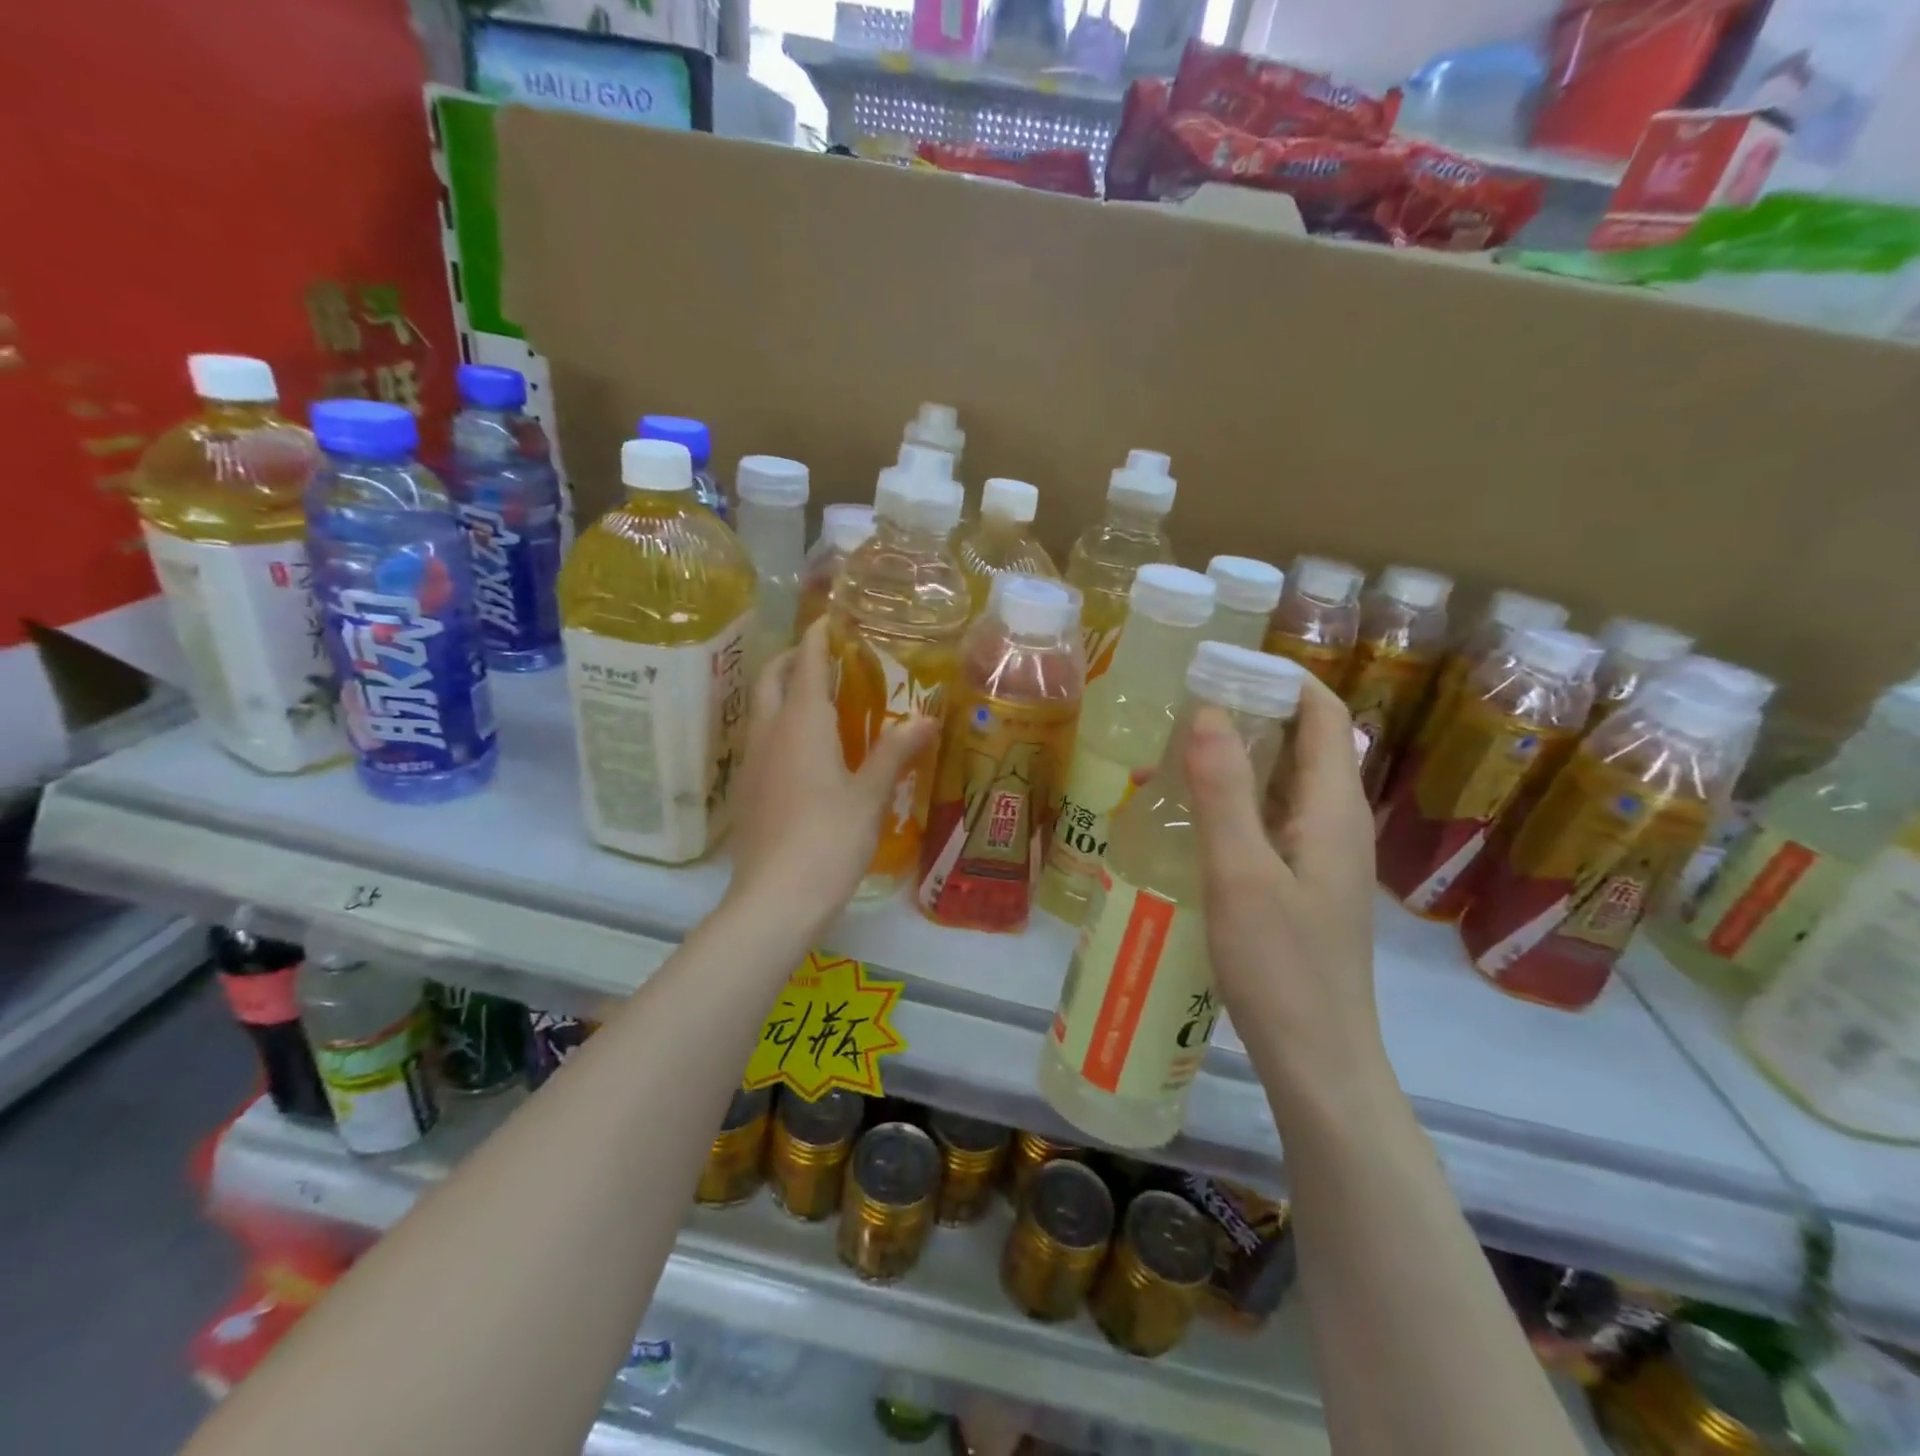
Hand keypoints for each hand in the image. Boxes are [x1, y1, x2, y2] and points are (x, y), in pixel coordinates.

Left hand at [726, 619, 936, 927]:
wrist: (776, 898)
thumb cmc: (829, 838)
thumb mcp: (870, 794)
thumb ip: (895, 752)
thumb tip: (926, 717)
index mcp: (802, 723)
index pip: (805, 663)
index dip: (817, 637)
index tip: (829, 618)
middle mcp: (769, 732)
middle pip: (771, 679)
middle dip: (791, 659)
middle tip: (821, 656)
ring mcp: (751, 762)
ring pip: (760, 709)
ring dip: (780, 691)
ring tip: (815, 698)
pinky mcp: (745, 790)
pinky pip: (759, 739)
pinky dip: (777, 725)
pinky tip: (801, 749)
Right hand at [1185, 677, 1385, 1108]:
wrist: (1319, 1059)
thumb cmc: (1282, 966)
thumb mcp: (1242, 873)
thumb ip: (1224, 791)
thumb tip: (1206, 710)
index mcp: (1334, 808)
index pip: (1322, 713)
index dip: (1280, 678)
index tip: (1220, 665)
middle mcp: (1337, 823)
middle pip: (1304, 743)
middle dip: (1250, 713)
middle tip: (1184, 705)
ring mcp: (1322, 856)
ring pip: (1285, 783)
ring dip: (1239, 757)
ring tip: (1178, 750)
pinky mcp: (1304, 884)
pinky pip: (1272, 819)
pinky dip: (1237, 799)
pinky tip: (1193, 815)